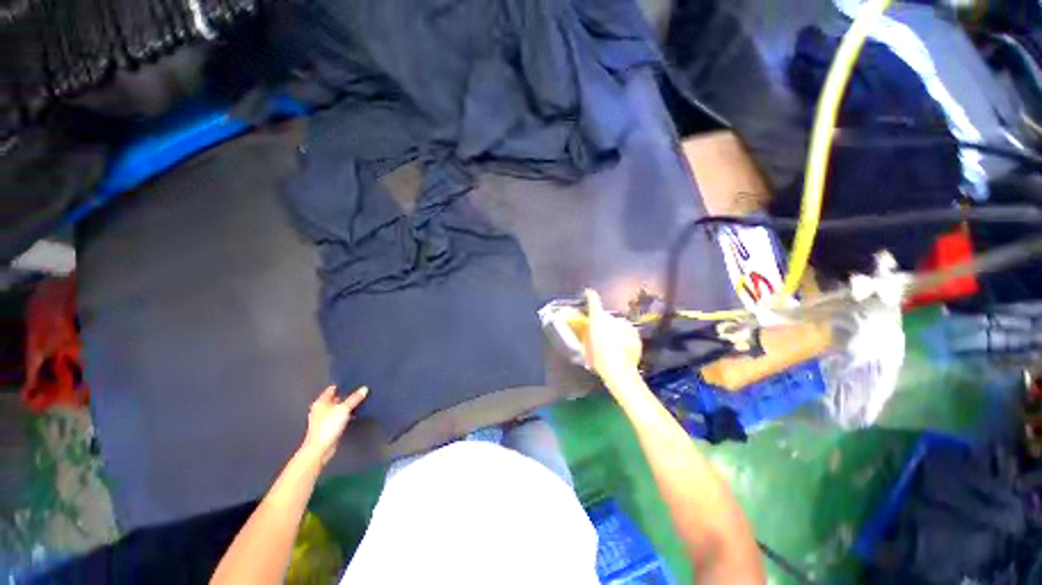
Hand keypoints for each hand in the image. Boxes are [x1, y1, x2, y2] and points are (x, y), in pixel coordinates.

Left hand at [301, 386, 367, 465]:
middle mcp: (321, 409)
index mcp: (321, 402)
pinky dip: (347, 415)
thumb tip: (364, 389)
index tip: (354, 382)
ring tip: (360, 401)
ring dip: (347, 406)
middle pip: (336, 399)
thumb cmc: (328, 426)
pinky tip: (355, 414)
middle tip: (359, 391)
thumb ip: (354, 398)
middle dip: (346, 396)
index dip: (342, 385)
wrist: (320, 448)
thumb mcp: (344, 409)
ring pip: (338, 408)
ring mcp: (324, 419)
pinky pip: (340, 417)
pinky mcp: (329, 427)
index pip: (332, 389)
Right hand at [581, 289, 642, 390]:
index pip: (593, 300)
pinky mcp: (635, 334)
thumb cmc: (598, 358)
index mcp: (598, 318)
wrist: (619, 370)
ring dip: (614, 331)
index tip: (588, 292)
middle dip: (602, 323)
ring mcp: (625, 325)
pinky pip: (627, 332)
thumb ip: (583, 334)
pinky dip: (624, 337)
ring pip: (617, 325)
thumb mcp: (585, 346)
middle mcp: (612, 318)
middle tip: (599, 335)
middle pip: (605, 316)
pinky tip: (621, 348)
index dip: (590, 295)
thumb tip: (582, 328)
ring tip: (611, 345)